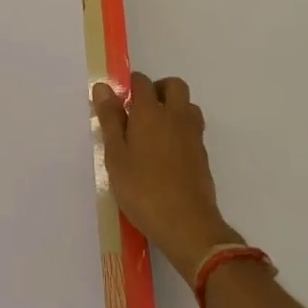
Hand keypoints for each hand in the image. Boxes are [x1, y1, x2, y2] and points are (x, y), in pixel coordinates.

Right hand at [93, 71, 243, 288]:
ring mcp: (193, 135)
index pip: (142, 81)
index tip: (120, 102)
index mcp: (151, 112)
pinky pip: (193, 130)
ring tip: (155, 132)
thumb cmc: (143, 190)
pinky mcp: (203, 156)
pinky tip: (167, 156)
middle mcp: (176, 116)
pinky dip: (181, 131)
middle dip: (158, 90)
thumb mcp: (116, 156)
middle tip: (140, 112)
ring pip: (187, 106)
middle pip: (173, 85)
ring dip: (174, 109)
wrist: (188, 226)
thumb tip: (103, 87)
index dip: (130, 85)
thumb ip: (110, 119)